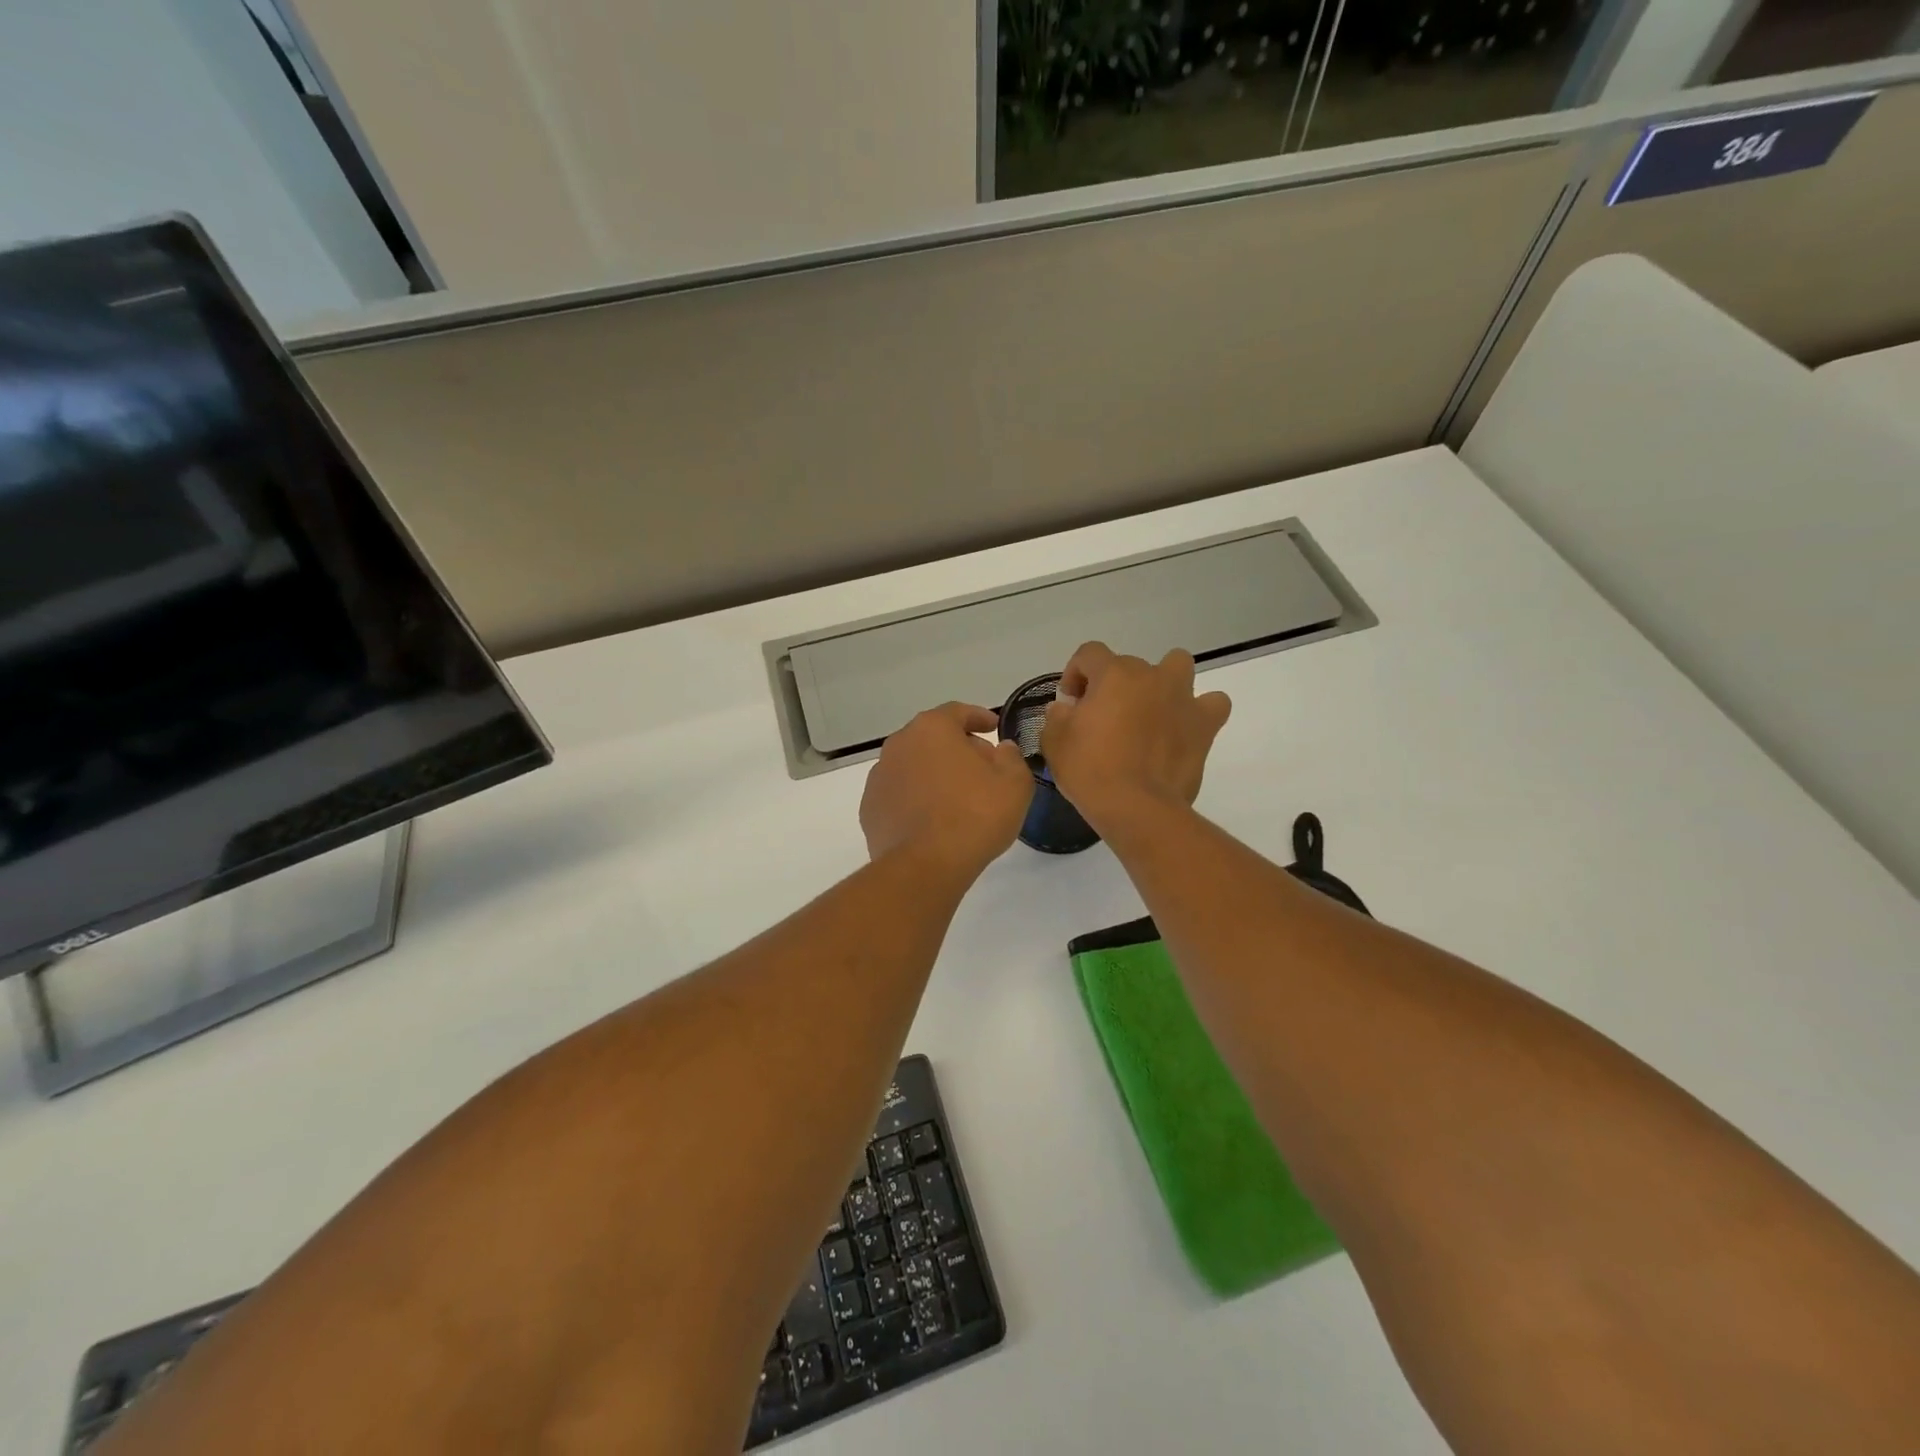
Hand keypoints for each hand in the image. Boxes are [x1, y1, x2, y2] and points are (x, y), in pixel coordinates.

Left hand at [861, 703, 1034, 877]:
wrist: (925, 866)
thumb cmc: (975, 816)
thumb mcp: (1014, 784)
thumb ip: (1011, 758)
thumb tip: (1001, 749)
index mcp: (932, 729)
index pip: (957, 712)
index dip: (979, 717)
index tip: (993, 726)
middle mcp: (899, 744)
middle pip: (933, 737)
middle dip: (958, 747)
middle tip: (983, 766)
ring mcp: (879, 777)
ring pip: (914, 765)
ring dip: (935, 773)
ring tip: (958, 796)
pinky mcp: (870, 809)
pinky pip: (900, 793)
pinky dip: (917, 797)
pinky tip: (933, 818)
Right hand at [1041, 642, 1231, 829]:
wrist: (1137, 808)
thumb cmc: (1090, 771)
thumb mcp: (1054, 743)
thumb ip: (1057, 717)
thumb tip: (1066, 709)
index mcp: (1113, 674)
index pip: (1090, 653)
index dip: (1075, 673)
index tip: (1070, 703)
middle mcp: (1151, 676)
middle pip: (1129, 665)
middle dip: (1113, 685)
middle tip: (1103, 718)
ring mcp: (1182, 698)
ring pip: (1177, 666)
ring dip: (1163, 681)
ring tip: (1150, 710)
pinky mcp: (1205, 725)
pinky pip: (1212, 704)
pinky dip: (1199, 711)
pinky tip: (1184, 728)